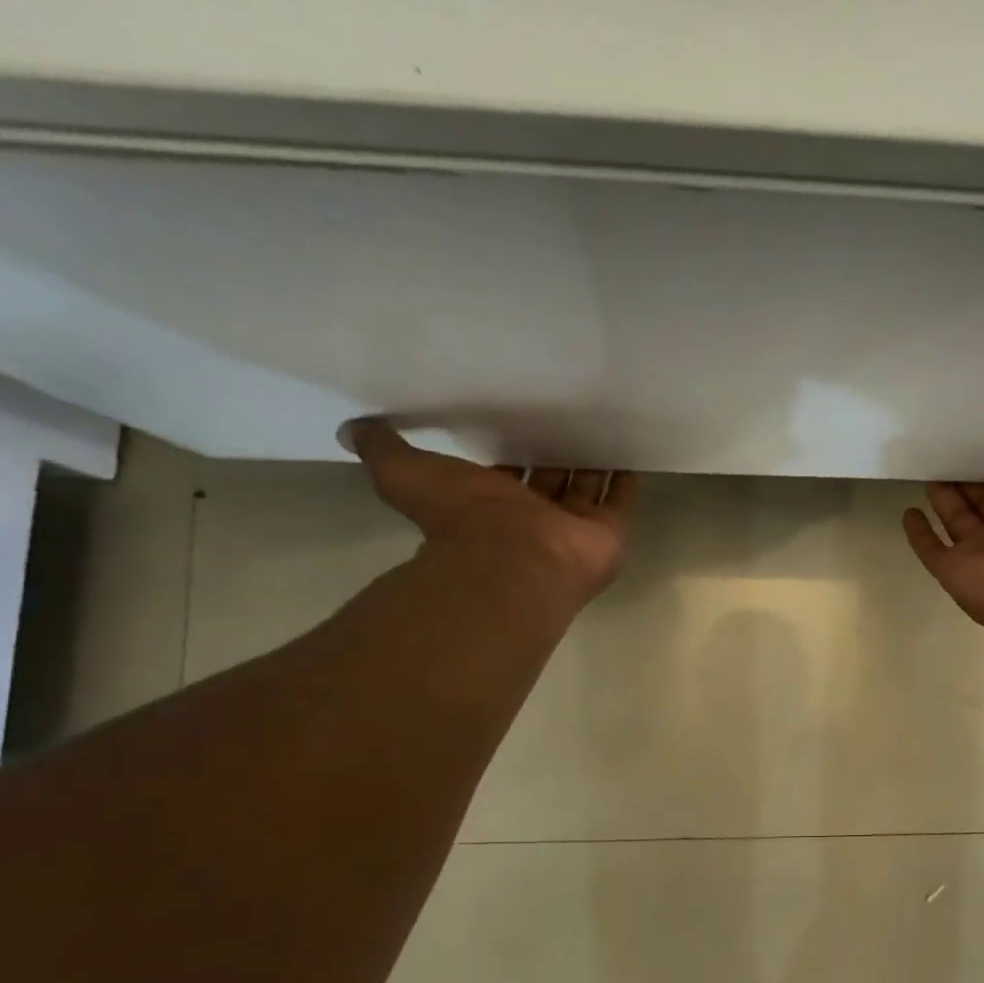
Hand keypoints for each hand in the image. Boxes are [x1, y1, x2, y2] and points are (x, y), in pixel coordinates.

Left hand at [346, 420, 634, 615]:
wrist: (512, 562)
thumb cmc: (462, 519)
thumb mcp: (405, 474)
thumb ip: (384, 450)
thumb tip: (352, 429)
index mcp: (491, 507)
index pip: (507, 477)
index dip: (513, 455)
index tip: (520, 424)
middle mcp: (534, 519)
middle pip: (551, 482)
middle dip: (558, 457)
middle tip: (569, 420)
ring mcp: (573, 530)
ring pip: (587, 490)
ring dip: (594, 465)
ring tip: (605, 427)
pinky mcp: (607, 534)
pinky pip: (621, 502)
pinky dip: (626, 480)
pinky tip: (631, 451)